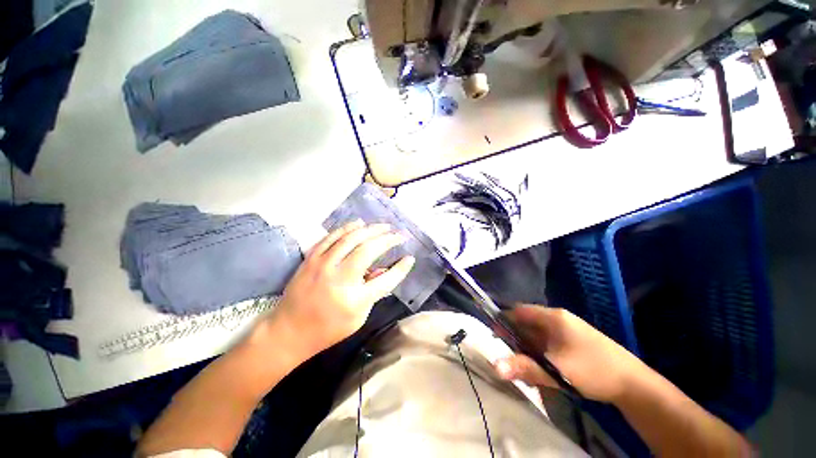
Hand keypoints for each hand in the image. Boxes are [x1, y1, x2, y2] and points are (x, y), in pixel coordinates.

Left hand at [267, 220, 414, 360]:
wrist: (288, 331)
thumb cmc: (328, 329)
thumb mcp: (358, 318)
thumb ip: (373, 292)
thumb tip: (384, 269)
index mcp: (354, 300)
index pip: (386, 280)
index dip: (401, 268)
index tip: (410, 258)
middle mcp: (340, 279)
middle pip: (369, 250)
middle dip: (387, 239)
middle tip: (398, 235)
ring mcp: (323, 265)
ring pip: (351, 238)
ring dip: (371, 229)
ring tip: (384, 226)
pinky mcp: (311, 259)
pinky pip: (331, 237)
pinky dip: (347, 227)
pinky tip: (359, 223)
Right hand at [494, 306, 647, 402]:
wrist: (634, 384)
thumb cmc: (593, 369)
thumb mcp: (556, 370)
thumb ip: (525, 366)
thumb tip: (495, 366)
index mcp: (553, 317)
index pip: (520, 310)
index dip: (505, 319)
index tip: (495, 334)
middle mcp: (558, 320)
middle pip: (527, 323)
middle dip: (516, 339)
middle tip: (508, 355)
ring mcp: (567, 332)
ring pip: (538, 336)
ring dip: (528, 350)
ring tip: (524, 367)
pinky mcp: (573, 344)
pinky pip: (548, 345)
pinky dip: (540, 355)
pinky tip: (541, 371)